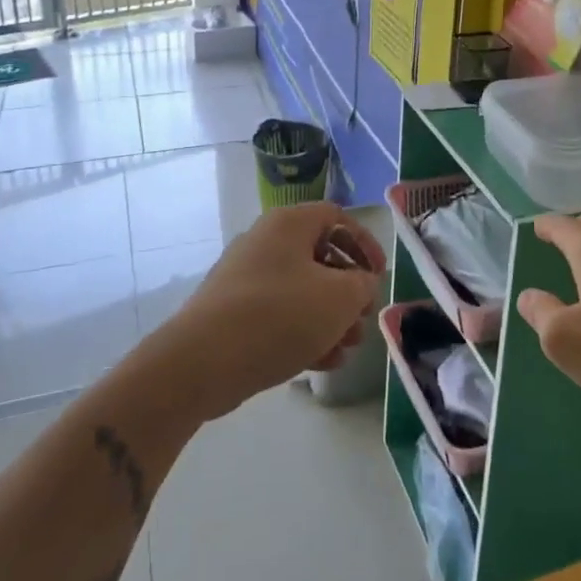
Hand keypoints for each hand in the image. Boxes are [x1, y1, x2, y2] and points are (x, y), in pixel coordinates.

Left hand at [163, 202, 386, 419]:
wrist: (201, 362)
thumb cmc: (279, 315)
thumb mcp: (339, 298)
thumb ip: (362, 285)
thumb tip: (360, 283)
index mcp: (289, 224)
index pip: (337, 217)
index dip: (365, 243)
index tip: (379, 275)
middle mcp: (265, 242)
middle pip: (321, 257)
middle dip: (349, 291)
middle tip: (363, 318)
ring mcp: (246, 278)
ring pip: (302, 290)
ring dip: (331, 317)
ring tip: (347, 349)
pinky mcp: (233, 313)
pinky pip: (279, 314)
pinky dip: (304, 332)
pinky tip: (323, 363)